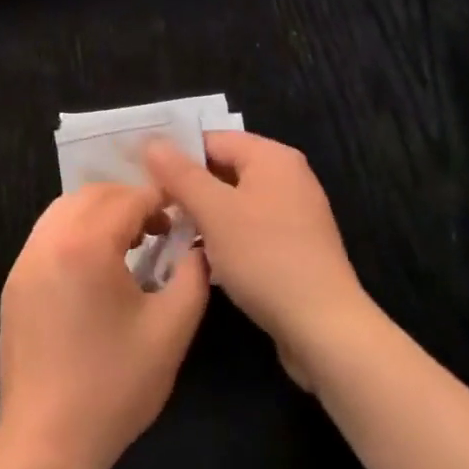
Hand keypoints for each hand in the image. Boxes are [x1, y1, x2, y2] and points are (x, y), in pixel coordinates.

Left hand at [0, 183, 208, 468]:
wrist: (46, 443)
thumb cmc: (114, 387)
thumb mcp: (171, 330)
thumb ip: (193, 276)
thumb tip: (197, 246)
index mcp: (86, 245)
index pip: (129, 199)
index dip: (161, 200)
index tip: (184, 214)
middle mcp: (49, 240)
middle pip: (94, 195)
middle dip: (130, 201)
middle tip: (160, 228)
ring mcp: (25, 260)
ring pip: (66, 209)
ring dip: (101, 213)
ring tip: (130, 243)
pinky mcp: (15, 283)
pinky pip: (48, 235)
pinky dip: (75, 232)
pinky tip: (96, 267)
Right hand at [144, 132, 369, 386]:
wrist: (324, 328)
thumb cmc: (265, 258)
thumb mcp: (214, 212)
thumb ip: (180, 174)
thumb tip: (151, 141)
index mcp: (272, 157)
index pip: (212, 139)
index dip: (176, 155)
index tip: (144, 178)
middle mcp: (287, 176)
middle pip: (224, 168)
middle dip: (189, 187)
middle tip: (153, 208)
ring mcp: (295, 212)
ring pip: (235, 201)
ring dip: (204, 215)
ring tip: (170, 233)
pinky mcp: (295, 245)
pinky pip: (250, 227)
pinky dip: (226, 235)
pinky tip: (203, 257)